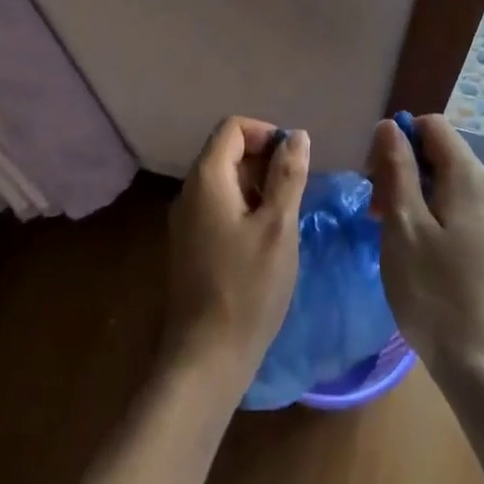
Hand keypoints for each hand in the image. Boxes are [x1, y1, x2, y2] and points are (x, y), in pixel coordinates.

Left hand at [165, 117, 309, 388]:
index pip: (232, 127)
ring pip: (225, 181)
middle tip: (296, 192)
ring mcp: (186, 220)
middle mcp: (189, 192)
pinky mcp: (191, 244)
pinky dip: (245, 207)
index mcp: (207, 179)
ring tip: (286, 216)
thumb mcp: (278, 227)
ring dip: (258, 186)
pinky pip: (219, 206)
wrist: (206, 356)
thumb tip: (297, 136)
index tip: (294, 162)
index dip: (266, 134)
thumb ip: (288, 176)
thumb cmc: (247, 287)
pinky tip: (267, 238)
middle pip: (227, 151)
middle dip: (264, 160)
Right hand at [368, 115, 483, 381]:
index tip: (373, 171)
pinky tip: (413, 245)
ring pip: (446, 182)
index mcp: (469, 176)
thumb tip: (390, 126)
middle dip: (401, 168)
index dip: (398, 137)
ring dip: (412, 193)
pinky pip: (457, 208)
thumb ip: (396, 168)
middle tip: (374, 207)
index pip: (432, 126)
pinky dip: (430, 213)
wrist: (479, 360)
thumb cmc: (433, 289)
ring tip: (387, 229)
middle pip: (439, 153)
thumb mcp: (403, 224)